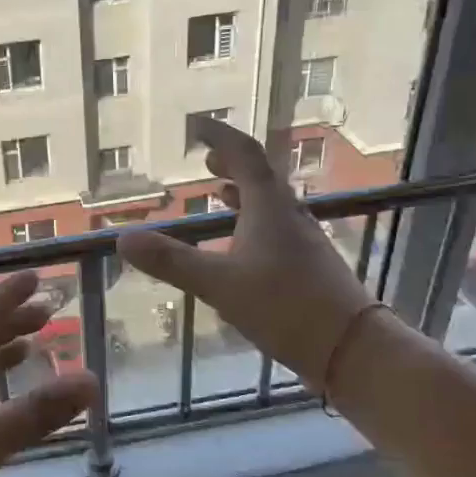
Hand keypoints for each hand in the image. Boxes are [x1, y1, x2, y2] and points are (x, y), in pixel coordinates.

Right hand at [117, 118, 381, 388]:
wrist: (351, 348)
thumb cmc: (285, 306)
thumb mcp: (220, 284)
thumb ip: (172, 262)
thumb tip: (123, 239)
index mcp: (269, 207)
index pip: (245, 155)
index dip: (220, 138)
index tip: (199, 128)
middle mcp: (289, 215)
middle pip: (261, 177)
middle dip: (233, 164)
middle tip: (207, 162)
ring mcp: (302, 241)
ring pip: (270, 204)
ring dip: (244, 193)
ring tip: (220, 193)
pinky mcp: (308, 266)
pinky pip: (275, 229)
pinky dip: (253, 222)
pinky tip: (242, 246)